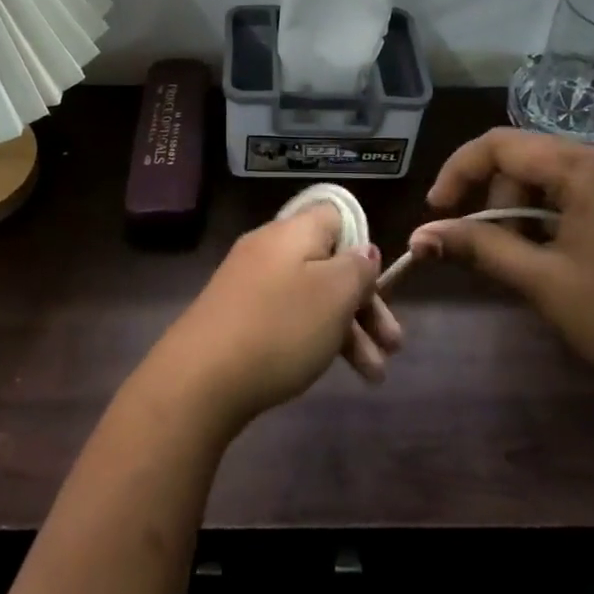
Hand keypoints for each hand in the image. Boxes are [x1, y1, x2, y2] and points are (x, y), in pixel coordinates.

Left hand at [147, 205, 395, 432]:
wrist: (200, 378)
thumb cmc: (279, 327)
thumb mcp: (334, 294)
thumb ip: (357, 267)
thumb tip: (363, 249)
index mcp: (293, 231)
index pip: (336, 215)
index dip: (363, 244)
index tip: (378, 282)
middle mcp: (270, 248)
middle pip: (328, 263)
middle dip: (365, 305)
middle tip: (393, 346)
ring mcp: (249, 282)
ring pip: (311, 296)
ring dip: (347, 332)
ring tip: (374, 377)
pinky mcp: (237, 315)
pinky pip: (286, 316)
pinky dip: (314, 338)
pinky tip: (329, 368)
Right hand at [408, 129, 593, 447]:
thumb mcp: (543, 282)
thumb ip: (477, 247)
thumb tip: (418, 236)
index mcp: (593, 167)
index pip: (503, 144)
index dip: (460, 172)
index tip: (437, 212)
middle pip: (532, 160)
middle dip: (500, 200)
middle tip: (494, 252)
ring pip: (559, 178)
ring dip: (529, 212)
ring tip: (529, 263)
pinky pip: (589, 194)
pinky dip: (560, 218)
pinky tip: (563, 259)